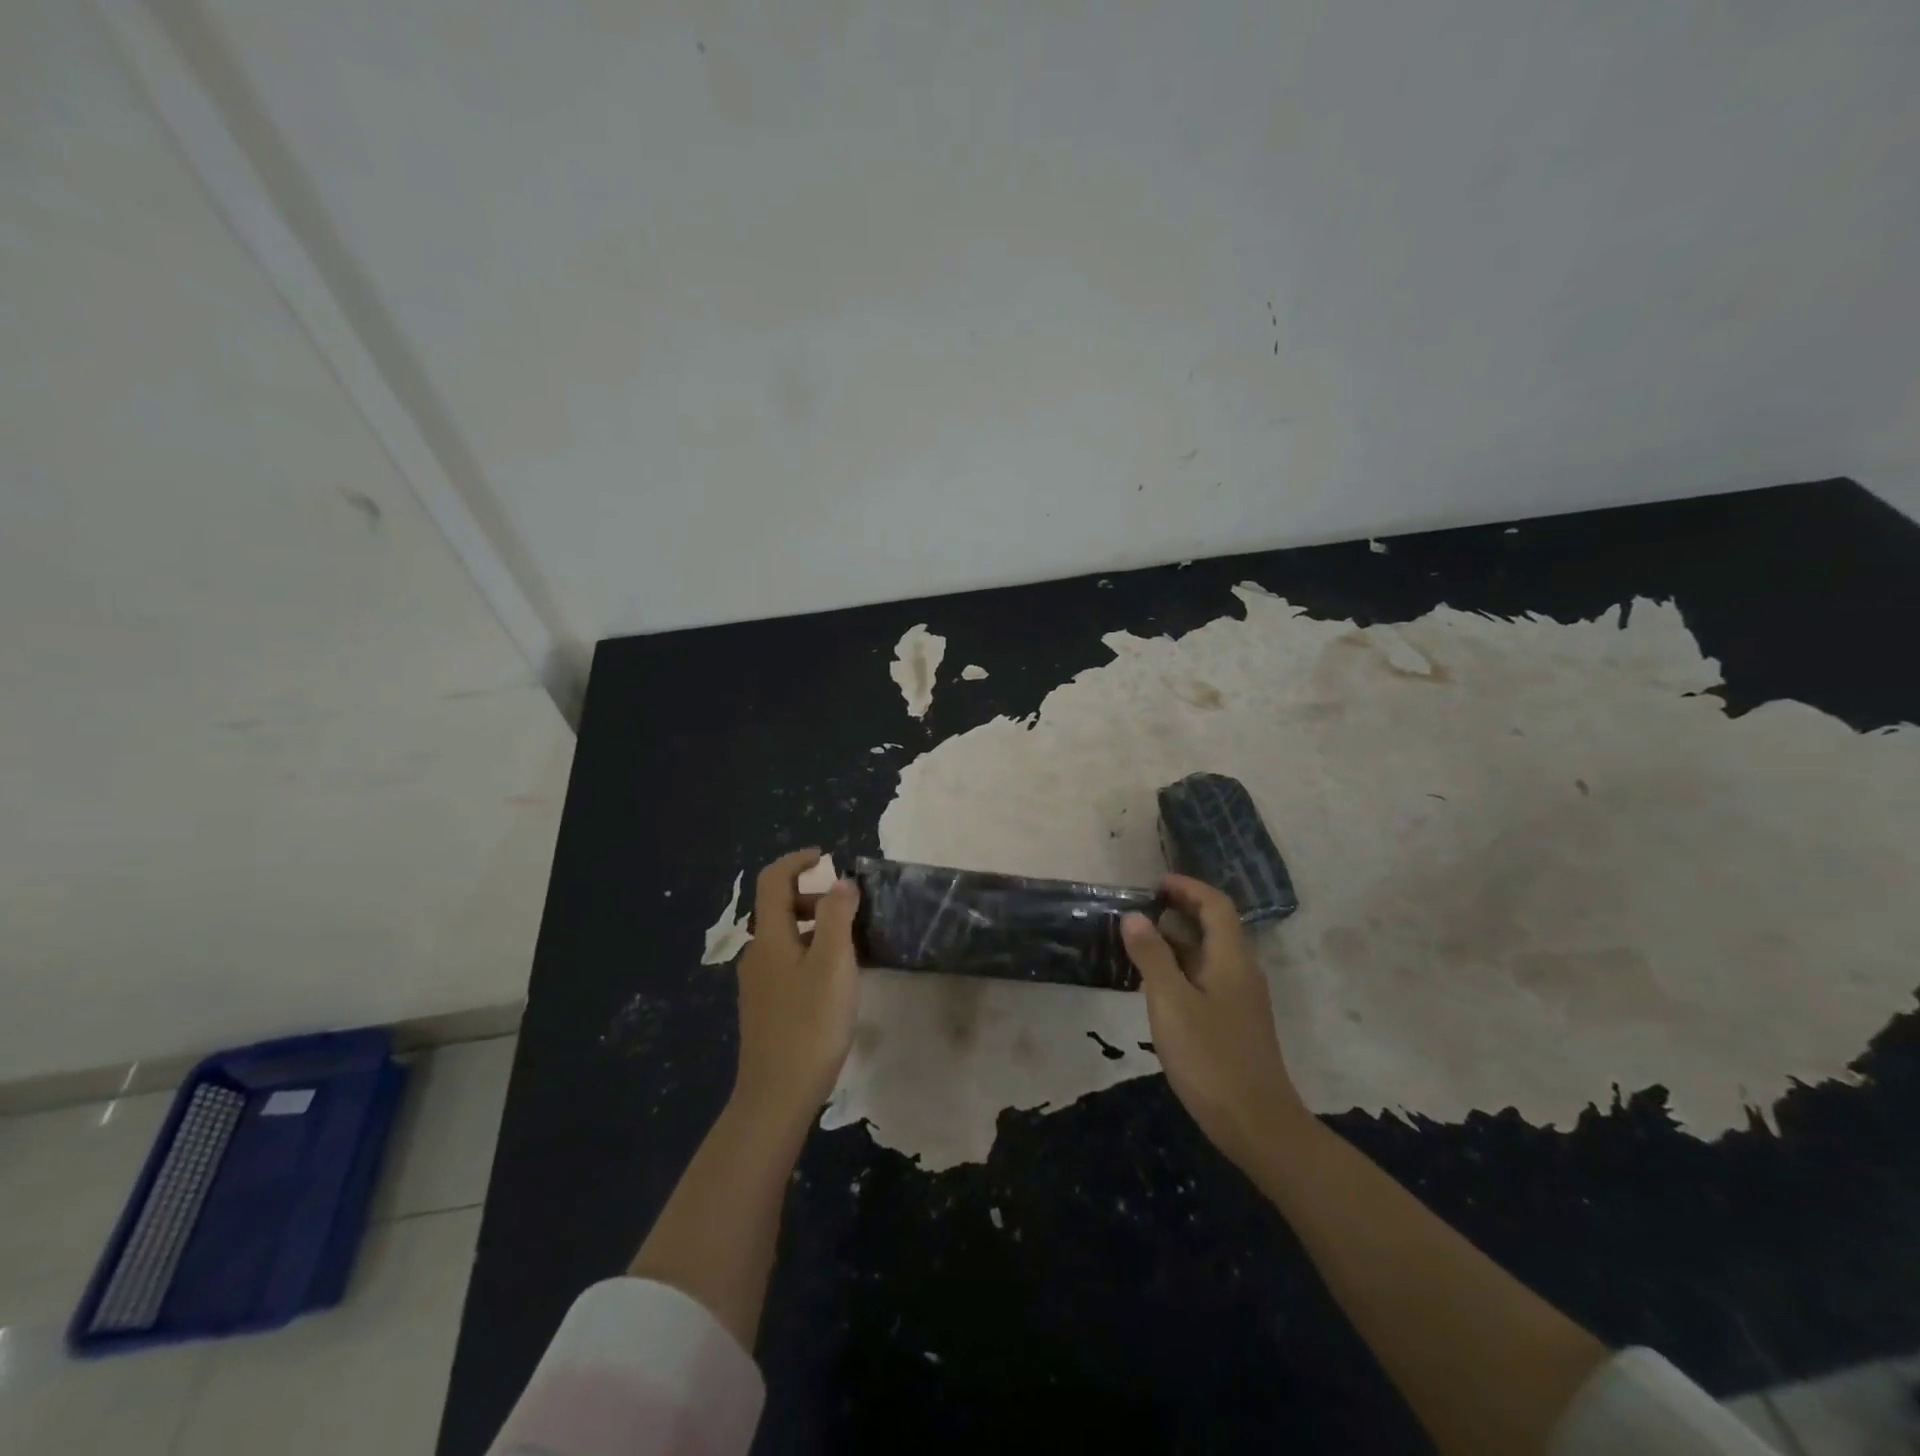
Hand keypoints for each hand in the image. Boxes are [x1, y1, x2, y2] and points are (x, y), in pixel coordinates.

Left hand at [733, 848, 861, 1120]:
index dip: (796, 861)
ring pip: (785, 937)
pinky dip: (811, 952)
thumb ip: (838, 916)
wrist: (776, 1095)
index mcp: (769, 937)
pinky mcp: (765, 1006)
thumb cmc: (810, 1024)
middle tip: (850, 909)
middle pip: (779, 907)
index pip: (772, 880)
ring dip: (815, 926)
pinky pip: (787, 961)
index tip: (826, 857)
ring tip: (851, 945)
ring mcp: (757, 982)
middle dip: (813, 896)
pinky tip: (835, 980)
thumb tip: (840, 882)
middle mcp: (756, 953)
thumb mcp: (833, 964)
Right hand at [1122, 875, 1311, 1167]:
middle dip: (1180, 909)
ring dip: (1178, 939)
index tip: (1154, 884)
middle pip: (1215, 926)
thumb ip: (1152, 956)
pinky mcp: (1235, 1022)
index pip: (1215, 905)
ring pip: (1209, 954)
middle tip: (1140, 909)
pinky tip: (1156, 984)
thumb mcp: (1171, 1003)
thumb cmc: (1211, 1058)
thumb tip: (1134, 916)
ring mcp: (1241, 999)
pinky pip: (1207, 977)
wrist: (1257, 1124)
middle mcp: (1241, 971)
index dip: (1187, 887)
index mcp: (1231, 958)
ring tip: (1139, 942)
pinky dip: (1182, 967)